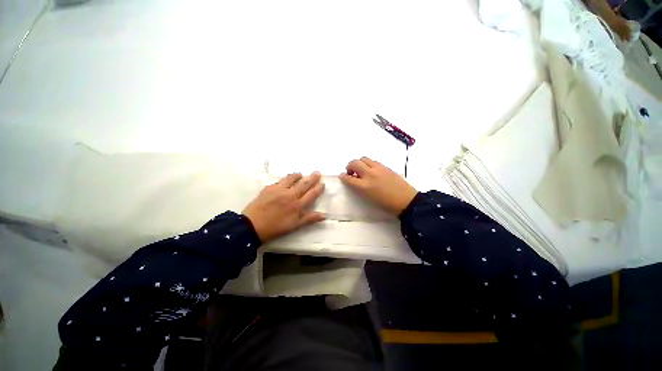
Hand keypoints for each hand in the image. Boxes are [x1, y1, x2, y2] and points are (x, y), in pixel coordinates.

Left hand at [243, 172, 325, 242]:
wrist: (252, 225)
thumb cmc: (275, 228)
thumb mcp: (294, 226)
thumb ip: (309, 219)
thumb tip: (323, 215)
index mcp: (297, 205)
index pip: (311, 194)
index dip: (318, 188)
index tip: (322, 183)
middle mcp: (290, 195)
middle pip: (304, 184)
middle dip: (312, 178)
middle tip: (317, 173)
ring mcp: (279, 190)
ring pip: (291, 179)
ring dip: (298, 175)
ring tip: (301, 174)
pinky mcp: (269, 188)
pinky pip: (280, 181)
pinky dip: (286, 178)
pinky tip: (287, 179)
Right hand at [339, 157, 417, 215]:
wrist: (405, 201)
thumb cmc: (386, 204)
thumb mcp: (368, 198)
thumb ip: (359, 188)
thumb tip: (354, 180)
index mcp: (364, 186)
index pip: (348, 178)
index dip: (343, 177)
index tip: (342, 176)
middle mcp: (369, 174)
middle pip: (354, 163)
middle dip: (349, 166)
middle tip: (351, 172)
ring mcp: (378, 168)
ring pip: (363, 158)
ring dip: (359, 163)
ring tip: (362, 170)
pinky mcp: (385, 167)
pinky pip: (373, 161)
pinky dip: (368, 164)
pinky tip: (371, 171)